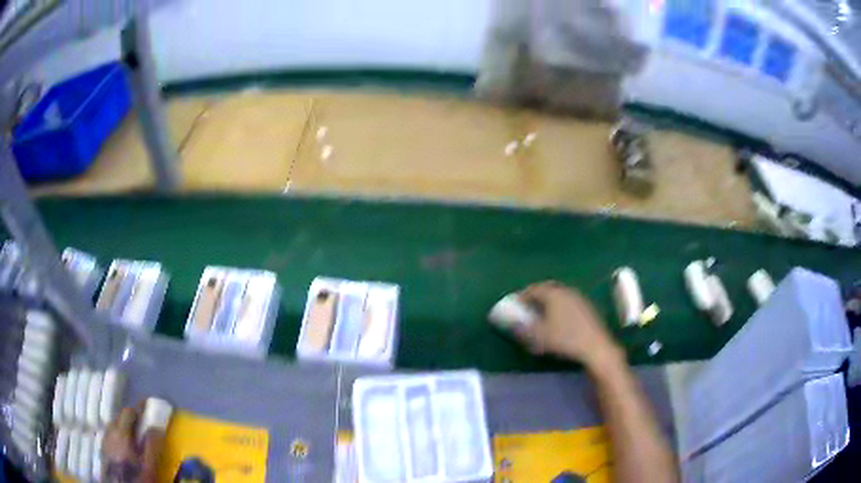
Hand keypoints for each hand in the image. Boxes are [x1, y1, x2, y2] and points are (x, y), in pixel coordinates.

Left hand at [103, 402, 164, 482]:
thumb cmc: (136, 476)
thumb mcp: (149, 465)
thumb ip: (152, 445)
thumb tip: (156, 426)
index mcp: (121, 432)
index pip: (129, 412)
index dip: (139, 408)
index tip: (149, 407)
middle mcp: (110, 431)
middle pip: (120, 417)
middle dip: (132, 419)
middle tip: (144, 426)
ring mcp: (105, 440)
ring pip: (114, 426)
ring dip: (124, 427)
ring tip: (135, 437)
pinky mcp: (104, 449)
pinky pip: (110, 435)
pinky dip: (118, 436)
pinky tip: (125, 448)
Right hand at [515, 281, 621, 368]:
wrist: (595, 348)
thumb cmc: (564, 340)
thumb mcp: (537, 337)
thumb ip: (520, 327)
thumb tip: (508, 321)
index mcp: (552, 293)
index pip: (532, 289)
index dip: (521, 297)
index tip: (514, 306)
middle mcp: (566, 290)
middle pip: (547, 289)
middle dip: (535, 297)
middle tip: (527, 309)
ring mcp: (579, 298)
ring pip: (559, 295)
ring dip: (548, 302)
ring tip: (542, 316)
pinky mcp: (588, 307)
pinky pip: (569, 302)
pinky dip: (560, 308)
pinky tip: (559, 321)